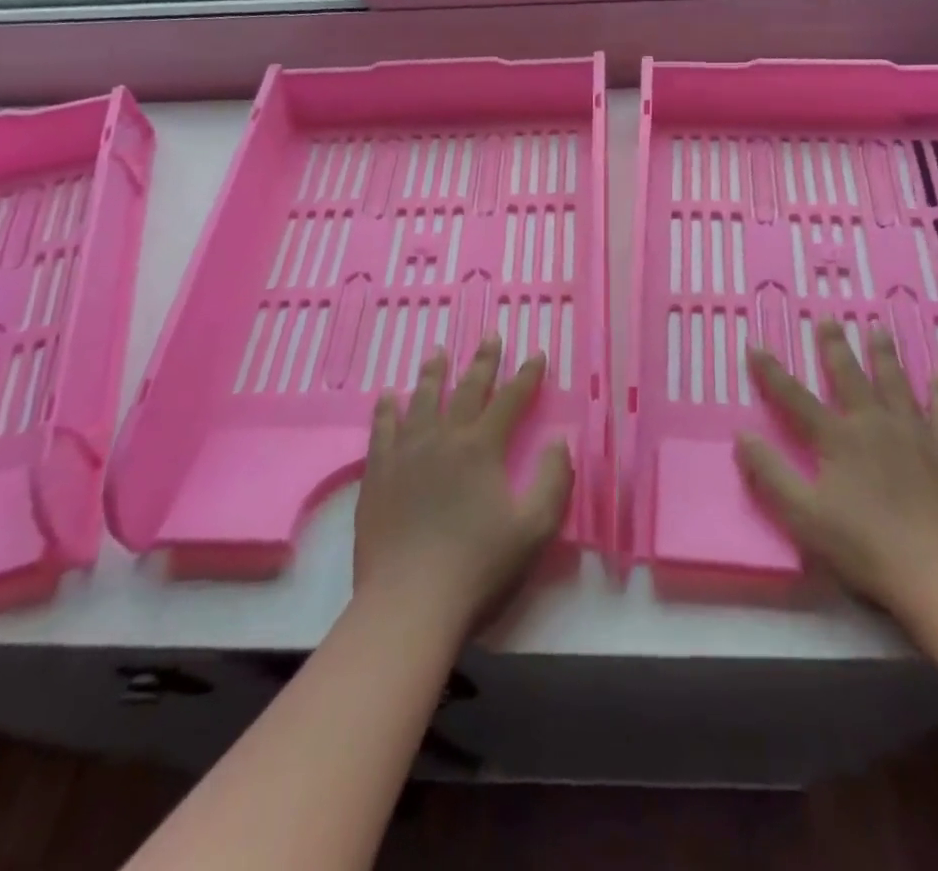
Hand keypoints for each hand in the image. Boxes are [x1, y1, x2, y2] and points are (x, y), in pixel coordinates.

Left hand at [352, 336, 572, 635]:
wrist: (409, 603)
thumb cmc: (479, 568)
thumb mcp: (535, 529)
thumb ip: (554, 481)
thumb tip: (559, 441)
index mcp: (482, 448)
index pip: (510, 400)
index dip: (526, 375)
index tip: (537, 354)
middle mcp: (444, 438)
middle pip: (466, 389)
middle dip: (483, 361)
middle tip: (490, 335)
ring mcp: (406, 453)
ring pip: (422, 400)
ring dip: (433, 374)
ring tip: (438, 351)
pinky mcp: (378, 474)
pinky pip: (382, 430)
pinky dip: (387, 409)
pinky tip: (388, 396)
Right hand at [736, 320, 937, 631]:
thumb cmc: (869, 548)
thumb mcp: (805, 516)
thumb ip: (771, 474)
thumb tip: (741, 434)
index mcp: (837, 439)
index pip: (794, 398)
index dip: (771, 372)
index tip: (755, 345)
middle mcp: (875, 424)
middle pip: (850, 377)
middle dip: (834, 347)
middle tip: (828, 318)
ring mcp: (917, 434)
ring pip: (897, 383)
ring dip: (885, 355)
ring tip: (878, 328)